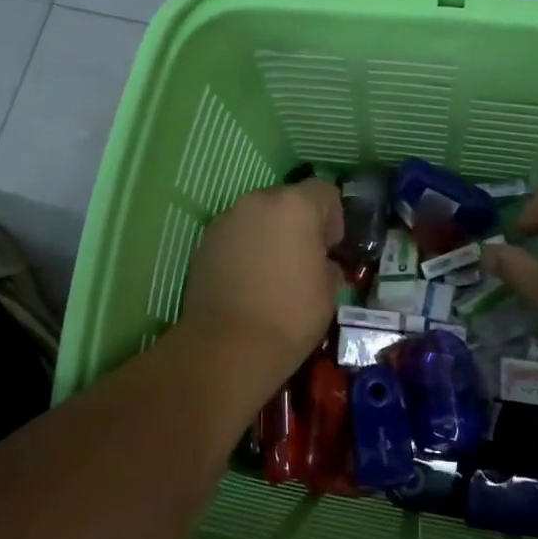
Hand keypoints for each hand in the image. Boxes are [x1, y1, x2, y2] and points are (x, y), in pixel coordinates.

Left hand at [179, 179, 343, 384]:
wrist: (228, 347)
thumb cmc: (290, 316)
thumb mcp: (329, 291)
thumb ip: (327, 264)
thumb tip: (320, 262)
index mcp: (295, 206)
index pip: (324, 191)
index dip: (333, 218)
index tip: (331, 249)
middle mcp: (258, 201)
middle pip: (287, 200)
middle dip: (298, 224)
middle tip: (303, 260)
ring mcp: (226, 220)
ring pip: (258, 217)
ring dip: (269, 235)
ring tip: (272, 273)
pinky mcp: (204, 243)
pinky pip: (235, 236)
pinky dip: (245, 249)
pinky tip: (248, 281)